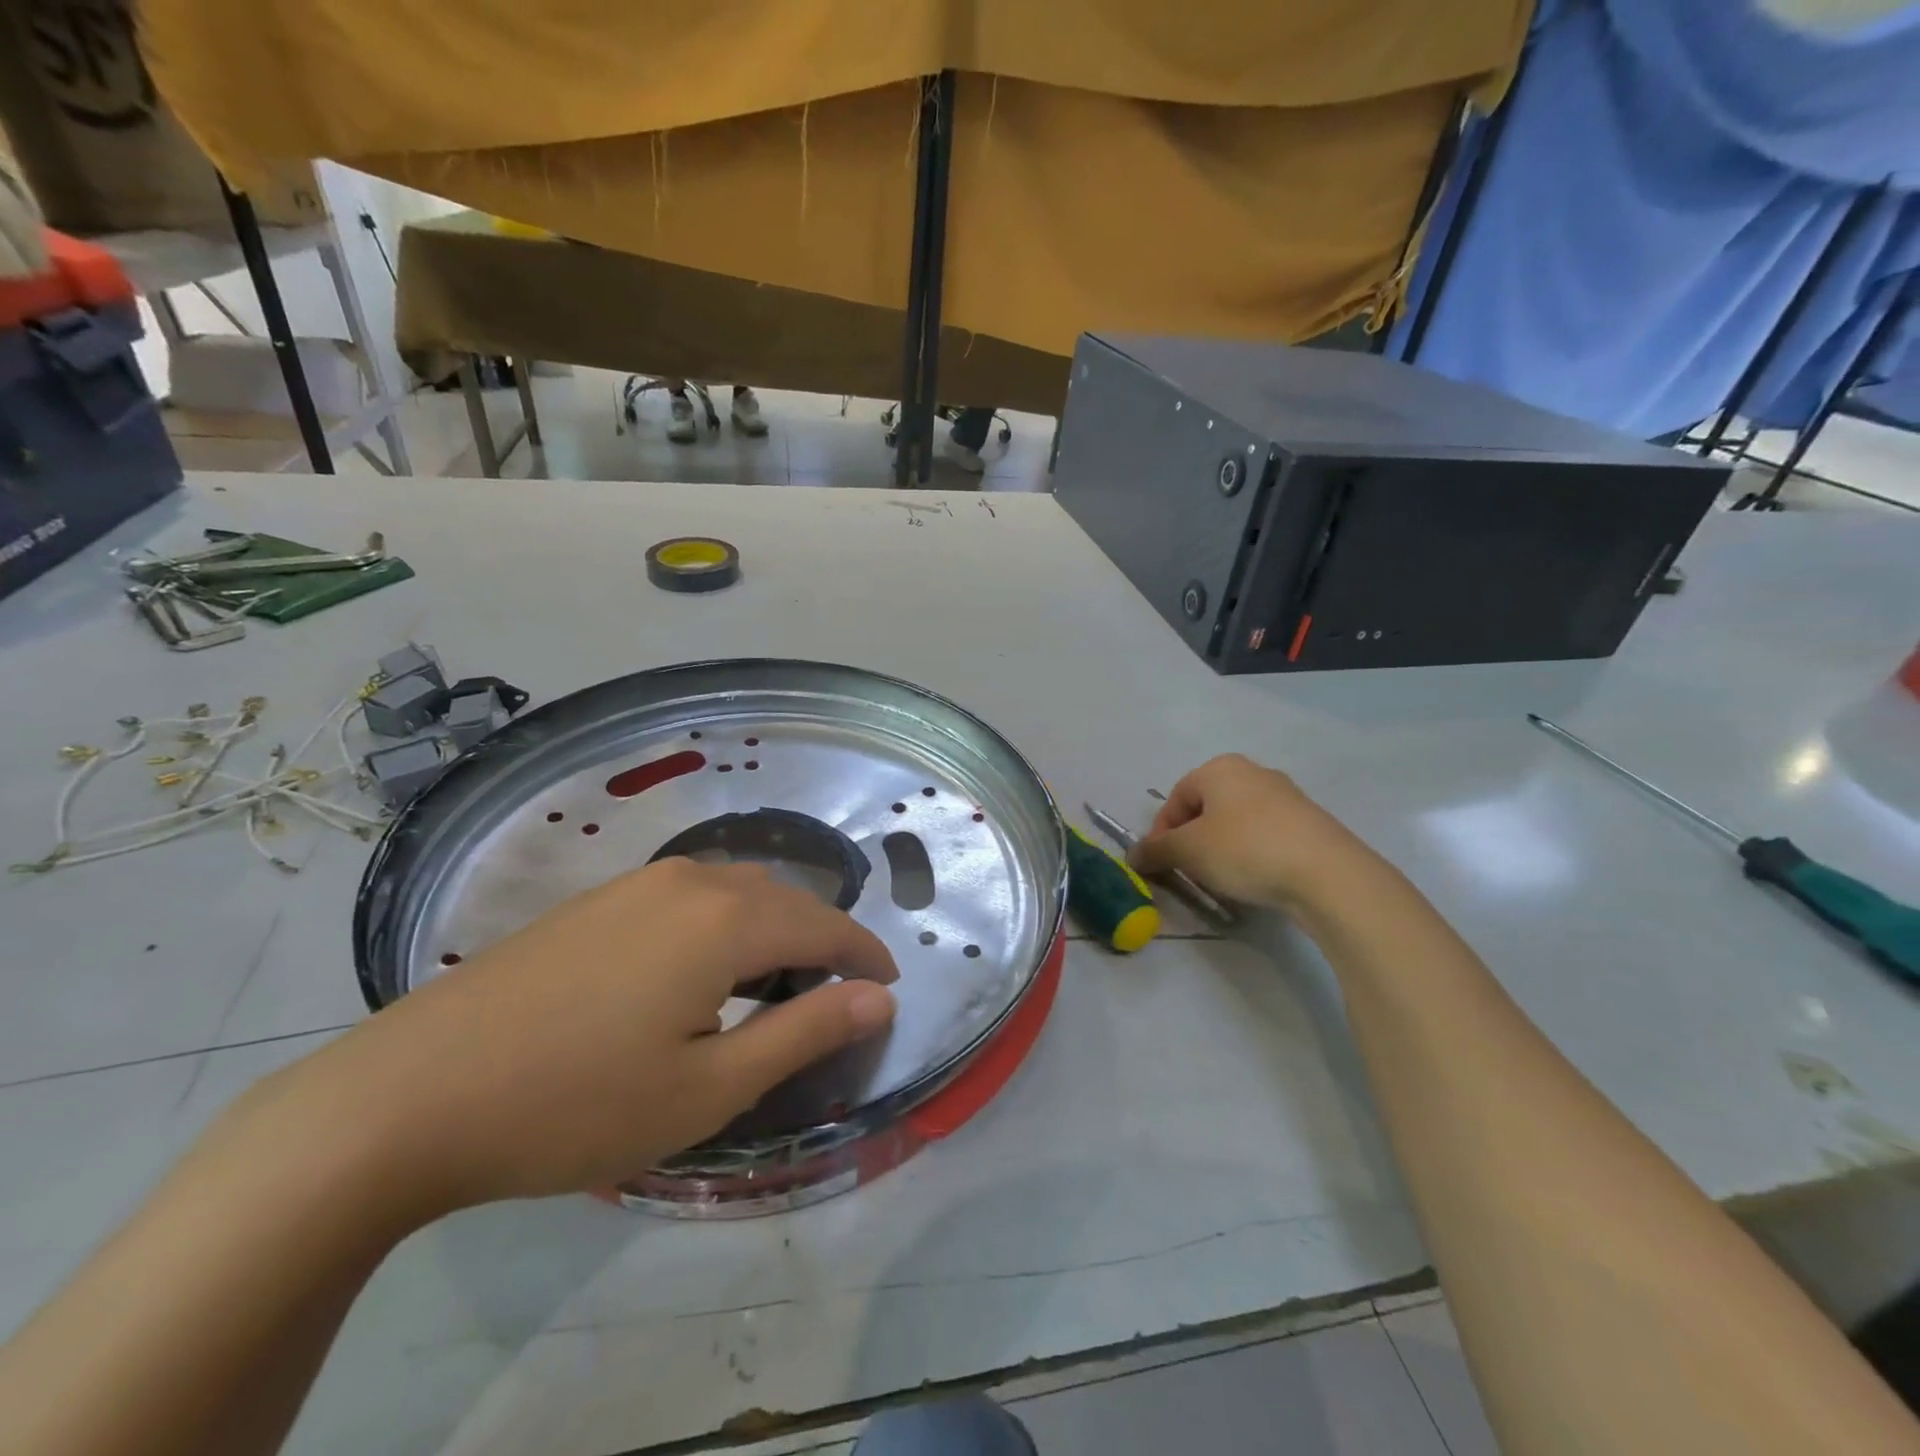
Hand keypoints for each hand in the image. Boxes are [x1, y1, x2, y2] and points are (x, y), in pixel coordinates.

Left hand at [264, 859, 898, 1210]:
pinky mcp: (598, 899)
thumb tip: (880, 999)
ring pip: (738, 889)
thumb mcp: (709, 1087)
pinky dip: (726, 921)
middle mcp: (691, 881)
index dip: (864, 956)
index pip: (825, 926)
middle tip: (837, 993)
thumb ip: (805, 1032)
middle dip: (823, 939)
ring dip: (773, 926)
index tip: (888, 986)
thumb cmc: (576, 1103)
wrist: (409, 1095)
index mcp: (727, 920)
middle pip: (785, 898)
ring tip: (777, 981)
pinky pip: (692, 894)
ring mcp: (638, 883)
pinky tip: (704, 966)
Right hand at [1129, 754, 1372, 909]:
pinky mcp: (1310, 823)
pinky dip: (1251, 854)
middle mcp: (1253, 773)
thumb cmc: (1245, 850)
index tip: (1159, 864)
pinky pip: (1265, 836)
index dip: (1160, 832)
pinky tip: (1254, 879)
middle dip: (1191, 840)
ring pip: (1236, 823)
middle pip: (1206, 808)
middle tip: (1187, 872)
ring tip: (1220, 880)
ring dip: (1220, 849)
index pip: (1176, 798)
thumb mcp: (1188, 851)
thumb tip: (1133, 855)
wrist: (1328, 874)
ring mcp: (1286, 796)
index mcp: (1220, 768)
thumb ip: (1156, 851)